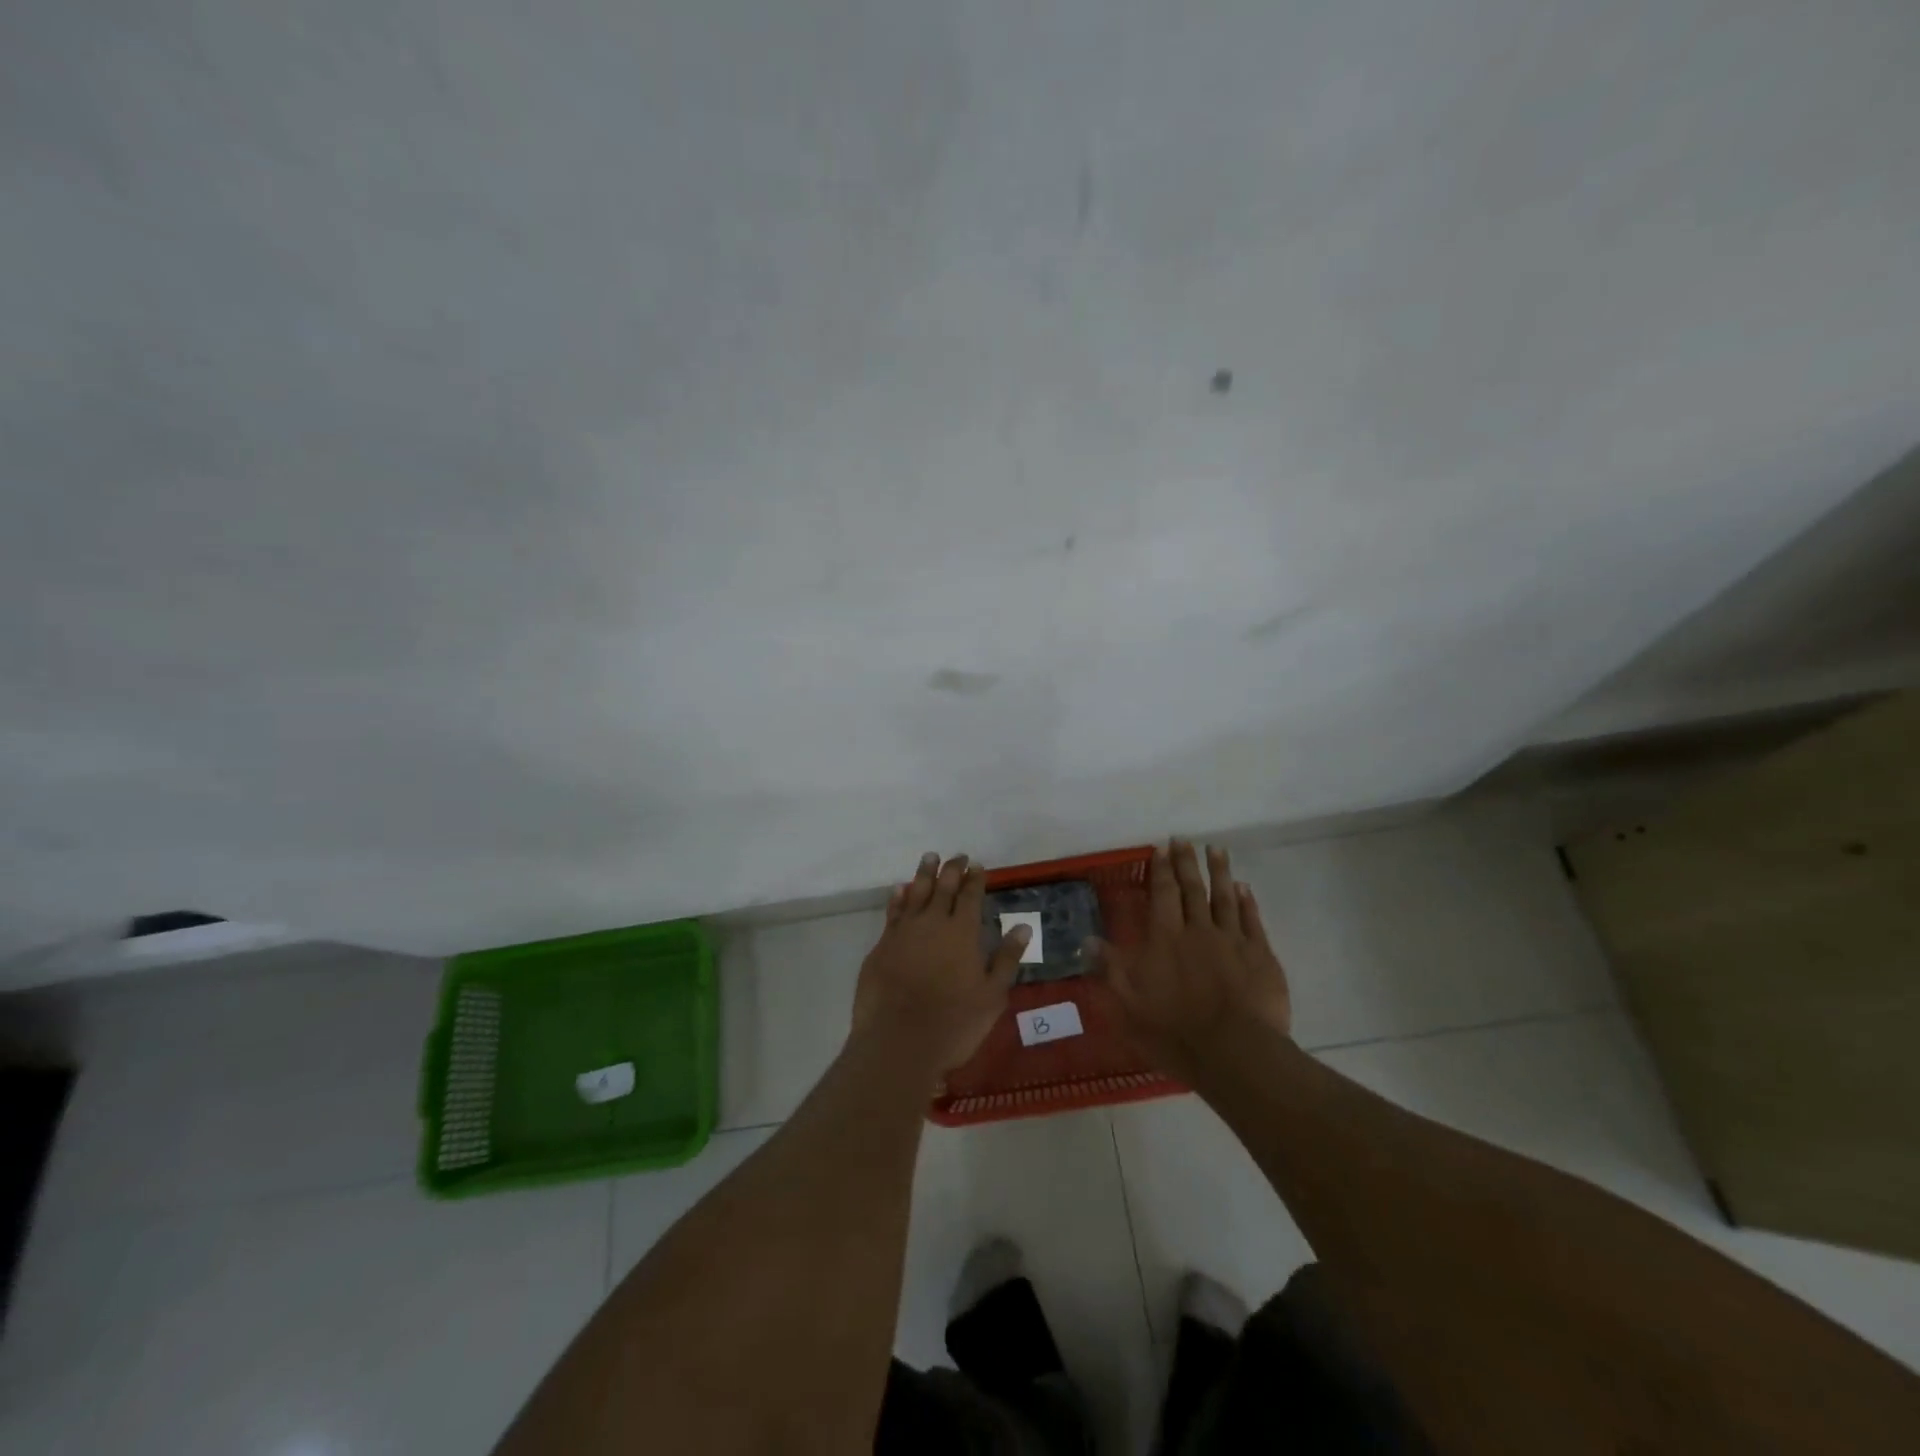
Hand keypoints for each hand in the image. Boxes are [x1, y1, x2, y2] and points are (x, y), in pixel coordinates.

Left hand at [852, 853, 1029, 1077]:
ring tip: (930, 857)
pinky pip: (893, 911)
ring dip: (924, 874)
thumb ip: (1007, 959)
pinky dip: (898, 897)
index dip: (975, 879)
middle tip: (957, 856)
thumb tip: (1022, 927)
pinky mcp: (882, 945)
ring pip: (916, 892)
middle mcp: (933, 923)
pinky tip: (900, 889)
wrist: (898, 1041)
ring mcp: (904, 932)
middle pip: (943, 887)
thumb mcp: (992, 996)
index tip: (978, 866)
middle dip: (952, 869)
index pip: (971, 896)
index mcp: (962, 932)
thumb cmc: (954, 1023)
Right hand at [1088, 840, 1291, 1081]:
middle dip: (1186, 863)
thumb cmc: (1175, 1030)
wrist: (1235, 1053)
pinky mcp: (1260, 957)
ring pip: (1224, 898)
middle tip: (1184, 839)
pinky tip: (1244, 888)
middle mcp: (1198, 930)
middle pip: (1192, 889)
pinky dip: (1247, 902)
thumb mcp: (1128, 1003)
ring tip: (1216, 849)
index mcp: (1165, 939)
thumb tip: (1087, 939)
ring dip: (1219, 872)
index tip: (1160, 848)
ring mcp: (1233, 941)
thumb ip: (1110, 968)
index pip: (1162, 895)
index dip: (1161, 870)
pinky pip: (1251, 921)